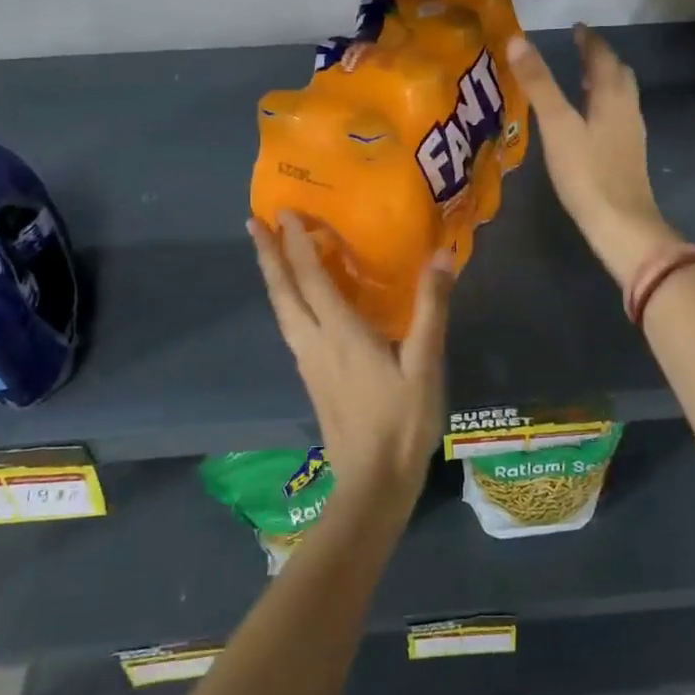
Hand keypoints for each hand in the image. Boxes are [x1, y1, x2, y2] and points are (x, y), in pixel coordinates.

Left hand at [249, 211, 451, 514]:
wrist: (372, 482)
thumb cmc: (402, 422)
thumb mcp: (424, 364)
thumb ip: (430, 309)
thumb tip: (441, 255)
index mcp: (341, 334)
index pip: (311, 278)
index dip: (297, 243)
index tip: (284, 211)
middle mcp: (315, 343)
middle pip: (283, 292)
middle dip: (267, 255)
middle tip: (252, 222)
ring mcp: (309, 363)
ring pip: (282, 311)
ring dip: (273, 277)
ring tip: (268, 252)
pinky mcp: (312, 379)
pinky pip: (291, 326)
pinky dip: (287, 300)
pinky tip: (296, 301)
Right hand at [507, 26, 683, 286]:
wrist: (621, 224)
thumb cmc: (587, 173)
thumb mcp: (557, 125)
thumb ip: (538, 83)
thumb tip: (517, 40)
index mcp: (612, 94)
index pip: (602, 56)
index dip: (589, 40)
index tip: (576, 28)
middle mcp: (627, 108)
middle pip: (618, 73)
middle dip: (599, 58)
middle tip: (579, 50)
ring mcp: (631, 134)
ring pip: (620, 96)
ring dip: (603, 82)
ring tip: (581, 81)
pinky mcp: (628, 156)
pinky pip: (617, 117)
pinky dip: (603, 106)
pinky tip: (588, 123)